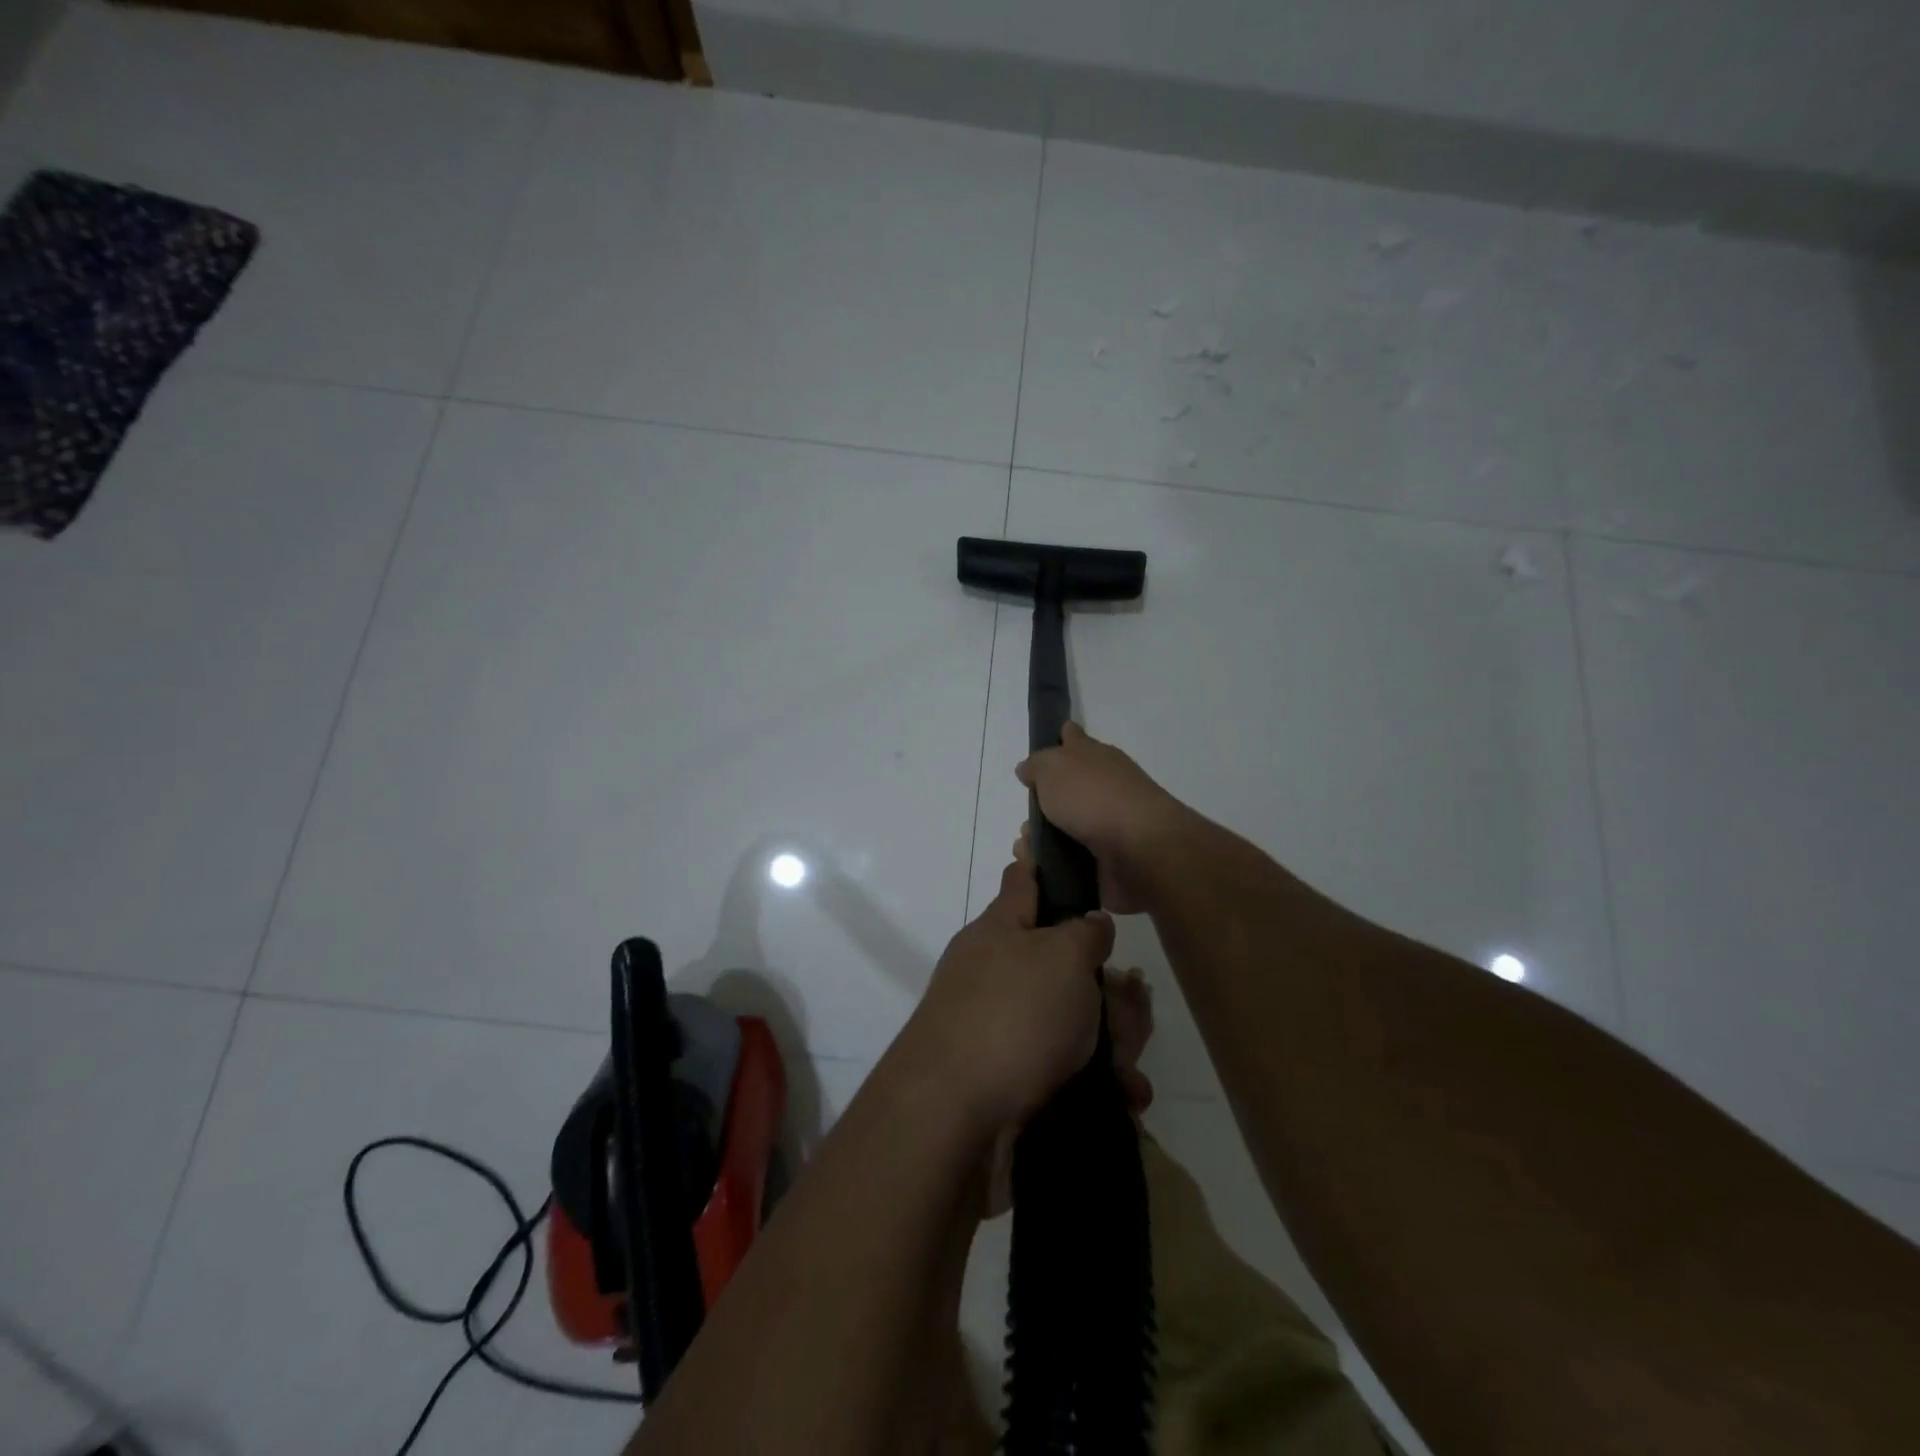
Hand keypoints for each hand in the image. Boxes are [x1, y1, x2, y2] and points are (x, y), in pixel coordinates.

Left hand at [905, 858, 1113, 1131]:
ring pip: (1069, 1017)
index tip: (1059, 851)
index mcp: (1001, 929)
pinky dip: (1095, 1080)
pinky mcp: (1006, 1074)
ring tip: (1130, 1072)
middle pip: (1061, 960)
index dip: (1042, 862)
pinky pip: (1062, 1065)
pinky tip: (1124, 1098)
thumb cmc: (1012, 1015)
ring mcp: (997, 1023)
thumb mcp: (1062, 958)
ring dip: (1109, 1040)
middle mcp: (995, 970)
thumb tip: (1090, 922)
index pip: (1023, 880)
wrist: (952, 1116)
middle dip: (1105, 985)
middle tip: (1133, 1004)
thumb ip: (1085, 934)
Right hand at [1016, 723, 1188, 913]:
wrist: (1139, 851)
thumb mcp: (1053, 767)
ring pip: (1063, 829)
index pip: (1075, 740)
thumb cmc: (1094, 798)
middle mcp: (1104, 788)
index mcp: (1095, 758)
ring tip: (1026, 848)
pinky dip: (1050, 864)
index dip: (1063, 737)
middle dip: (1041, 804)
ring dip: (1040, 839)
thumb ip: (1037, 765)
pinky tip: (1037, 868)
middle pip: (1066, 790)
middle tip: (1026, 818)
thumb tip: (1028, 769)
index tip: (1053, 739)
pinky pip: (1068, 862)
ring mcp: (1107, 826)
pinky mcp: (1106, 861)